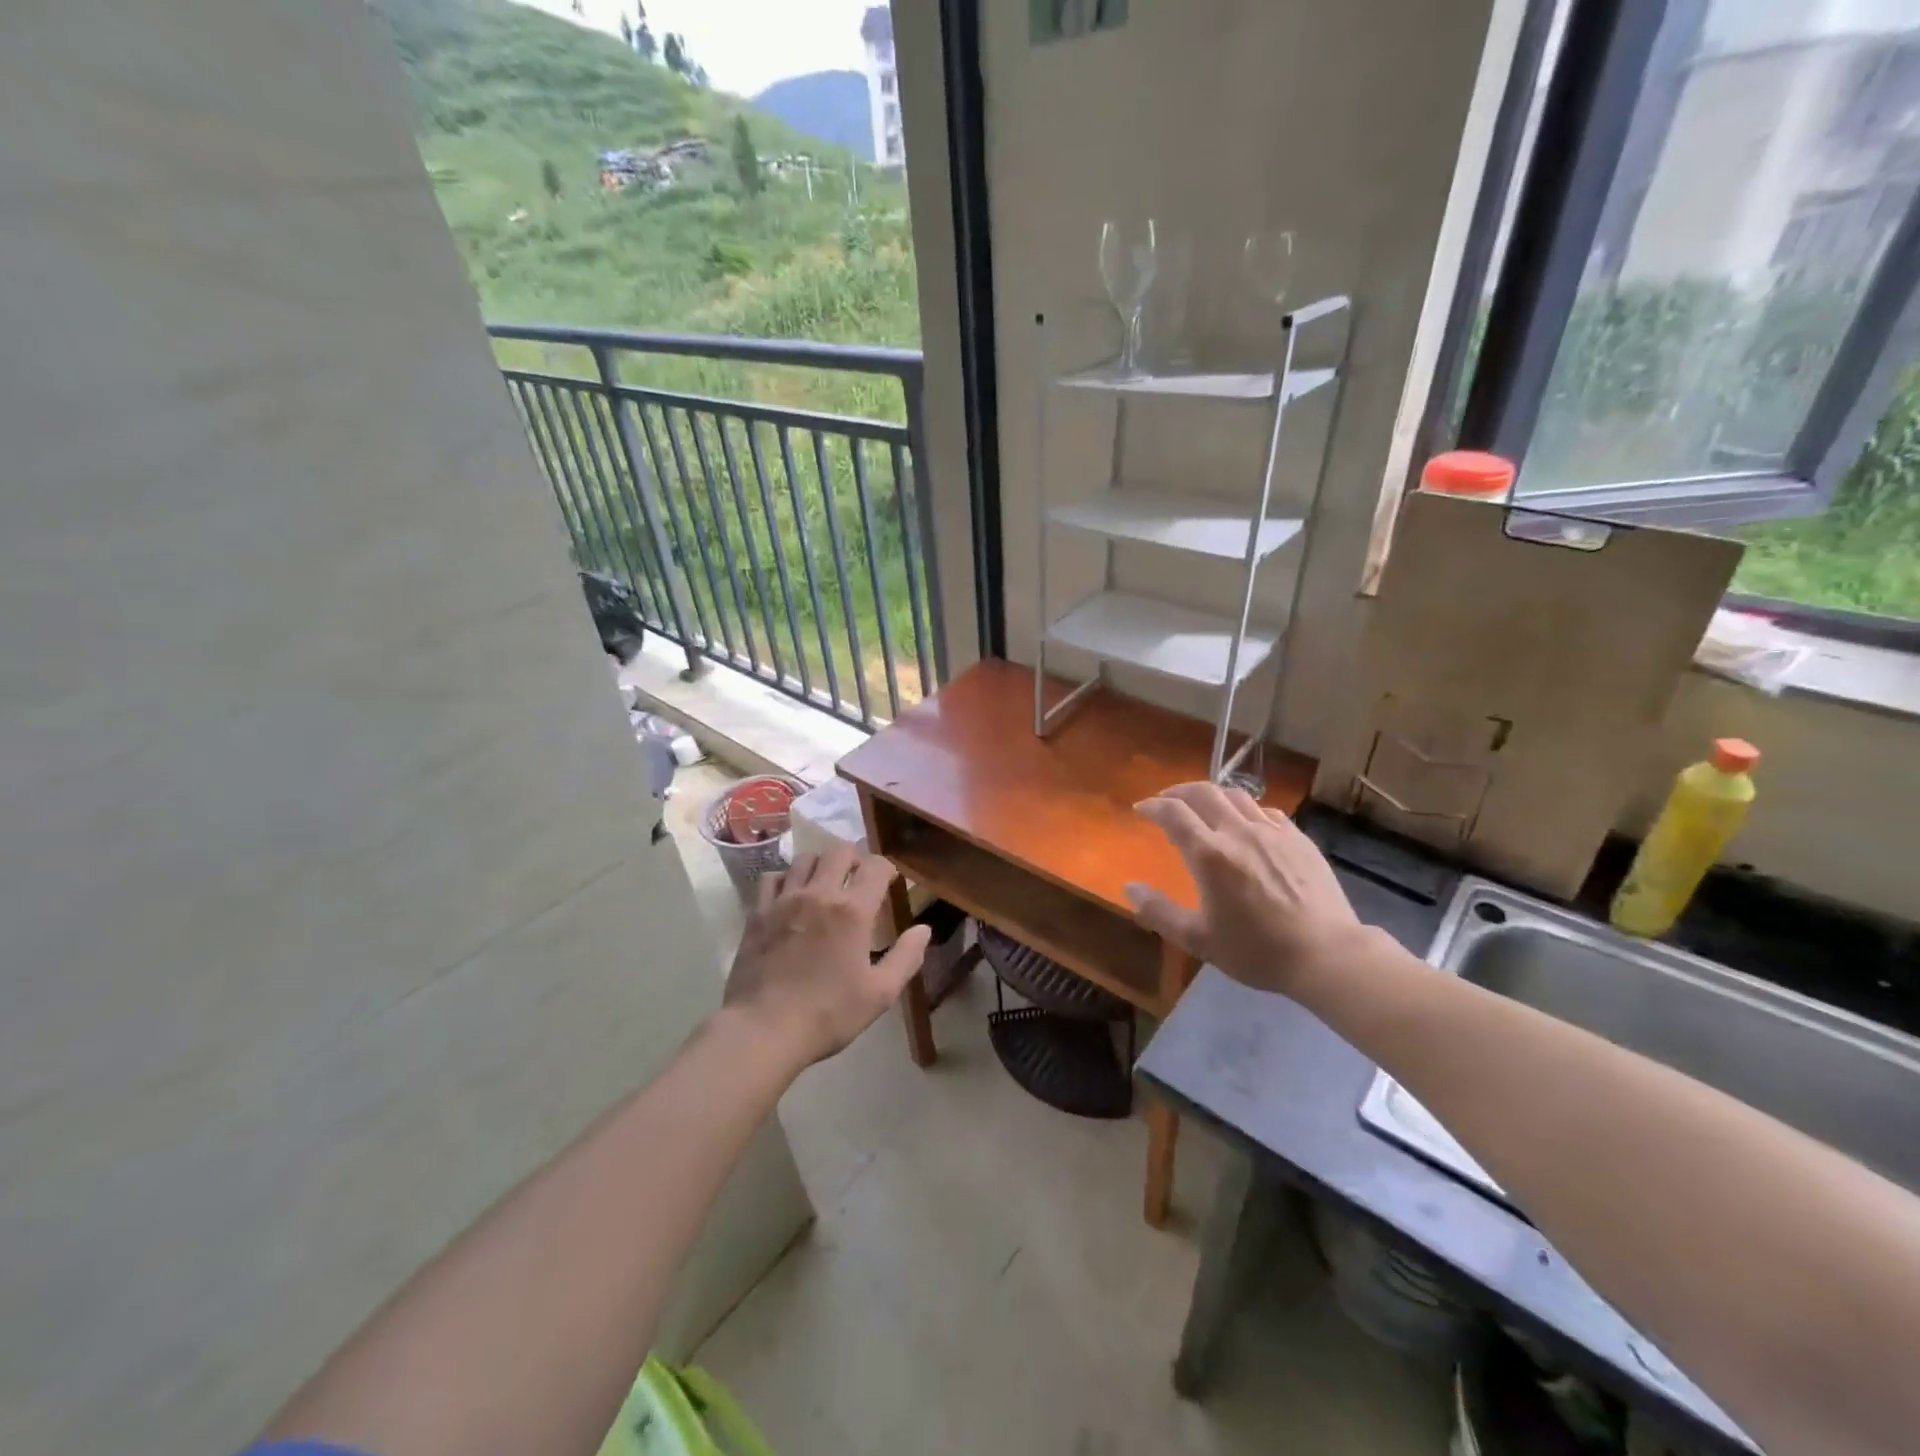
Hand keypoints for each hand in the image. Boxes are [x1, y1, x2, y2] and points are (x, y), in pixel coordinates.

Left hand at [723, 846, 931, 1068]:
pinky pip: (772, 877)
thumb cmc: (828, 1014)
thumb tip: (924, 929)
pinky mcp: (757, 912)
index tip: (889, 882)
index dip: (886, 868)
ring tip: (825, 884)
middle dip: (855, 859)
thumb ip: (906, 957)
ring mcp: (784, 900)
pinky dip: (786, 879)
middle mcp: (819, 893)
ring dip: (821, 864)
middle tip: (859, 879)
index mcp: (853, 910)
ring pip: (805, 859)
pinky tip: (790, 896)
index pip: (876, 866)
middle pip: (839, 851)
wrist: (763, 1029)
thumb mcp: (880, 994)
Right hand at [1125, 782, 1365, 997]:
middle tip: (1166, 801)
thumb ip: (1159, 911)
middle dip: (1178, 792)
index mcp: (1209, 855)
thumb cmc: (1257, 950)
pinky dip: (1245, 809)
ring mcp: (1272, 832)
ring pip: (1235, 795)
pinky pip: (1265, 811)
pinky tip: (1245, 823)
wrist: (1327, 954)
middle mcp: (1238, 832)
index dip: (1153, 806)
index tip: (1141, 810)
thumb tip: (1130, 887)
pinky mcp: (1298, 839)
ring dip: (1211, 794)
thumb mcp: (1198, 940)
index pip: (1173, 813)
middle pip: (1203, 792)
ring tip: (1202, 806)